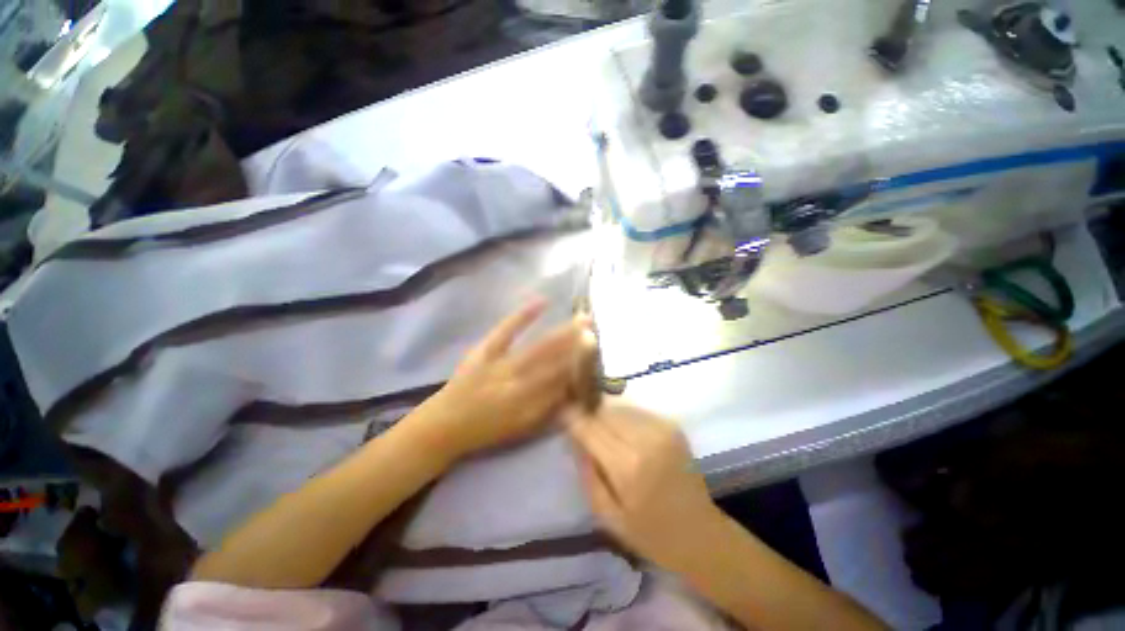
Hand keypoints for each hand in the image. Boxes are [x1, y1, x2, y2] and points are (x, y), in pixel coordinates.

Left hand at [412, 299, 595, 461]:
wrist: (444, 425)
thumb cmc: (487, 431)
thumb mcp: (522, 429)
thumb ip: (549, 410)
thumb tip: (573, 388)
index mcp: (529, 407)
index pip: (563, 384)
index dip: (582, 366)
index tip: (597, 352)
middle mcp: (518, 387)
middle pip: (555, 363)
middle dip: (579, 346)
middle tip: (596, 330)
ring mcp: (500, 366)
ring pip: (538, 349)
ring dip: (562, 334)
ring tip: (582, 320)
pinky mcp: (483, 351)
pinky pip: (506, 331)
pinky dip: (523, 315)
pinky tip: (542, 302)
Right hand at [566, 401, 725, 571]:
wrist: (699, 532)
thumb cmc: (650, 533)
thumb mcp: (607, 516)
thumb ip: (587, 473)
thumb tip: (574, 438)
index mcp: (627, 467)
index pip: (590, 428)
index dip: (573, 418)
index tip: (561, 412)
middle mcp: (645, 440)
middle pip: (604, 412)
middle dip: (590, 417)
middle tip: (583, 428)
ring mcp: (662, 429)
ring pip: (620, 408)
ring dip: (607, 417)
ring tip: (605, 434)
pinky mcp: (672, 426)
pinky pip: (637, 412)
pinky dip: (625, 419)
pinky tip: (626, 435)